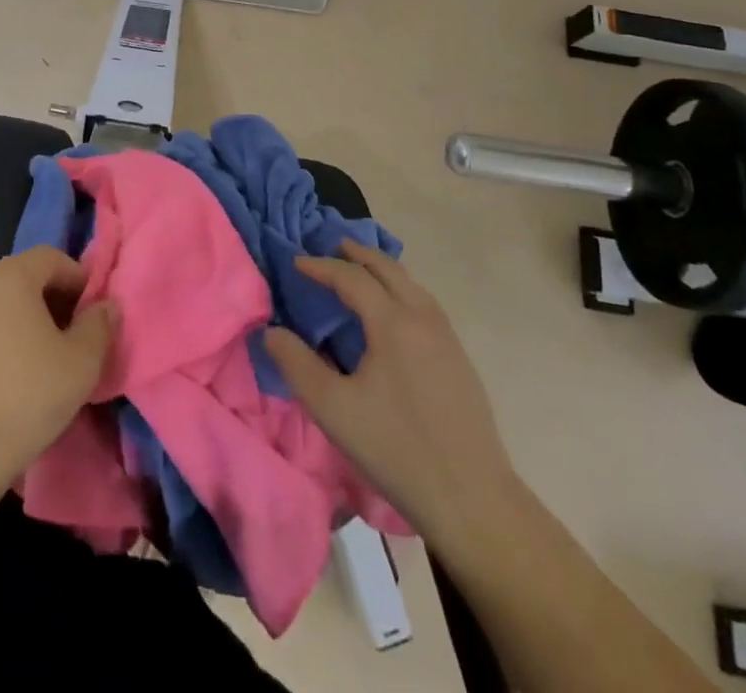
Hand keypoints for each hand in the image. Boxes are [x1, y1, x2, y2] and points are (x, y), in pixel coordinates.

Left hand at [0, 247, 116, 486]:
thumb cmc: (30, 393)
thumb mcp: (83, 360)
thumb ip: (100, 324)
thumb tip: (106, 306)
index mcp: (13, 275)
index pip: (53, 258)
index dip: (79, 280)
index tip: (94, 313)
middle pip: (28, 275)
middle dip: (57, 297)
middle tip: (77, 333)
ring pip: (7, 301)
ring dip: (33, 317)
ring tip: (51, 354)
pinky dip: (9, 334)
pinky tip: (21, 370)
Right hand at [265, 241, 517, 536]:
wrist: (473, 500)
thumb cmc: (396, 449)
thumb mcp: (333, 409)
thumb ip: (297, 364)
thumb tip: (272, 331)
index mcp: (393, 323)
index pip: (352, 278)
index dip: (321, 266)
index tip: (296, 262)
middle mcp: (423, 318)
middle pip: (389, 269)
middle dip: (358, 254)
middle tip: (333, 246)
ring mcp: (447, 338)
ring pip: (412, 285)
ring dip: (383, 269)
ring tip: (362, 271)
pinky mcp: (459, 360)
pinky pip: (425, 304)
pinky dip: (403, 289)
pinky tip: (395, 312)